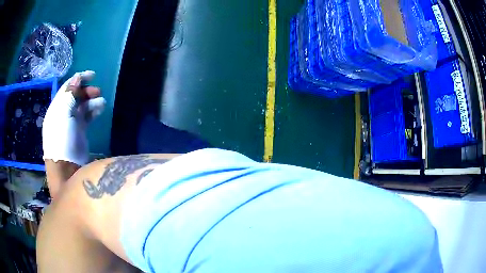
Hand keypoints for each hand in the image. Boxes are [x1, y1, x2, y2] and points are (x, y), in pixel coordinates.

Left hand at [42, 71, 105, 165]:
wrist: (67, 168)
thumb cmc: (62, 139)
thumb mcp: (63, 113)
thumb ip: (69, 94)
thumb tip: (77, 78)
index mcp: (56, 108)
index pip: (67, 88)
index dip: (78, 79)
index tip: (92, 75)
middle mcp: (62, 113)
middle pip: (75, 96)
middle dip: (86, 90)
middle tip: (97, 91)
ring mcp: (71, 123)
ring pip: (82, 105)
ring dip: (91, 100)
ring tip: (101, 102)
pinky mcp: (79, 132)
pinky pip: (86, 116)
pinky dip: (93, 110)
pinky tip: (100, 109)